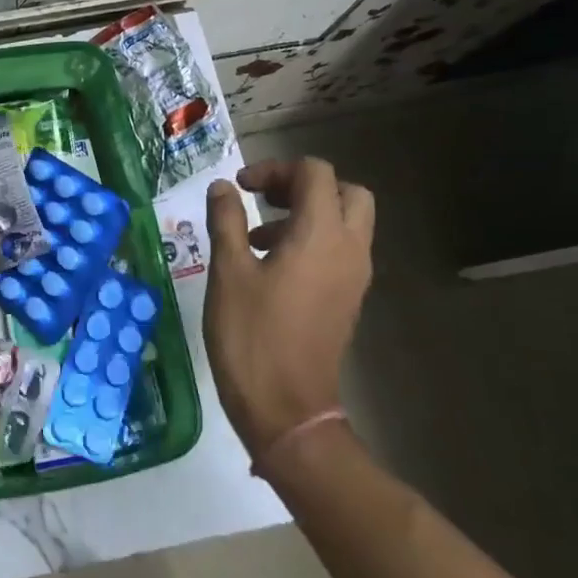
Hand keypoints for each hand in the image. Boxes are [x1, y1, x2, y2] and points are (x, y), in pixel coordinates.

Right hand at [202, 158, 374, 458]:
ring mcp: (354, 276)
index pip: (315, 173)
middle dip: (303, 185)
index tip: (240, 187)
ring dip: (306, 212)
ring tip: (255, 235)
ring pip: (346, 221)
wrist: (287, 409)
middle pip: (345, 192)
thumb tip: (223, 187)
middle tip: (263, 199)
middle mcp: (349, 249)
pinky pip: (340, 249)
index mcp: (321, 235)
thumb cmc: (252, 335)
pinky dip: (312, 239)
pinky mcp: (347, 298)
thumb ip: (226, 220)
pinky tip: (270, 264)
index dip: (275, 168)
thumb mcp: (228, 272)